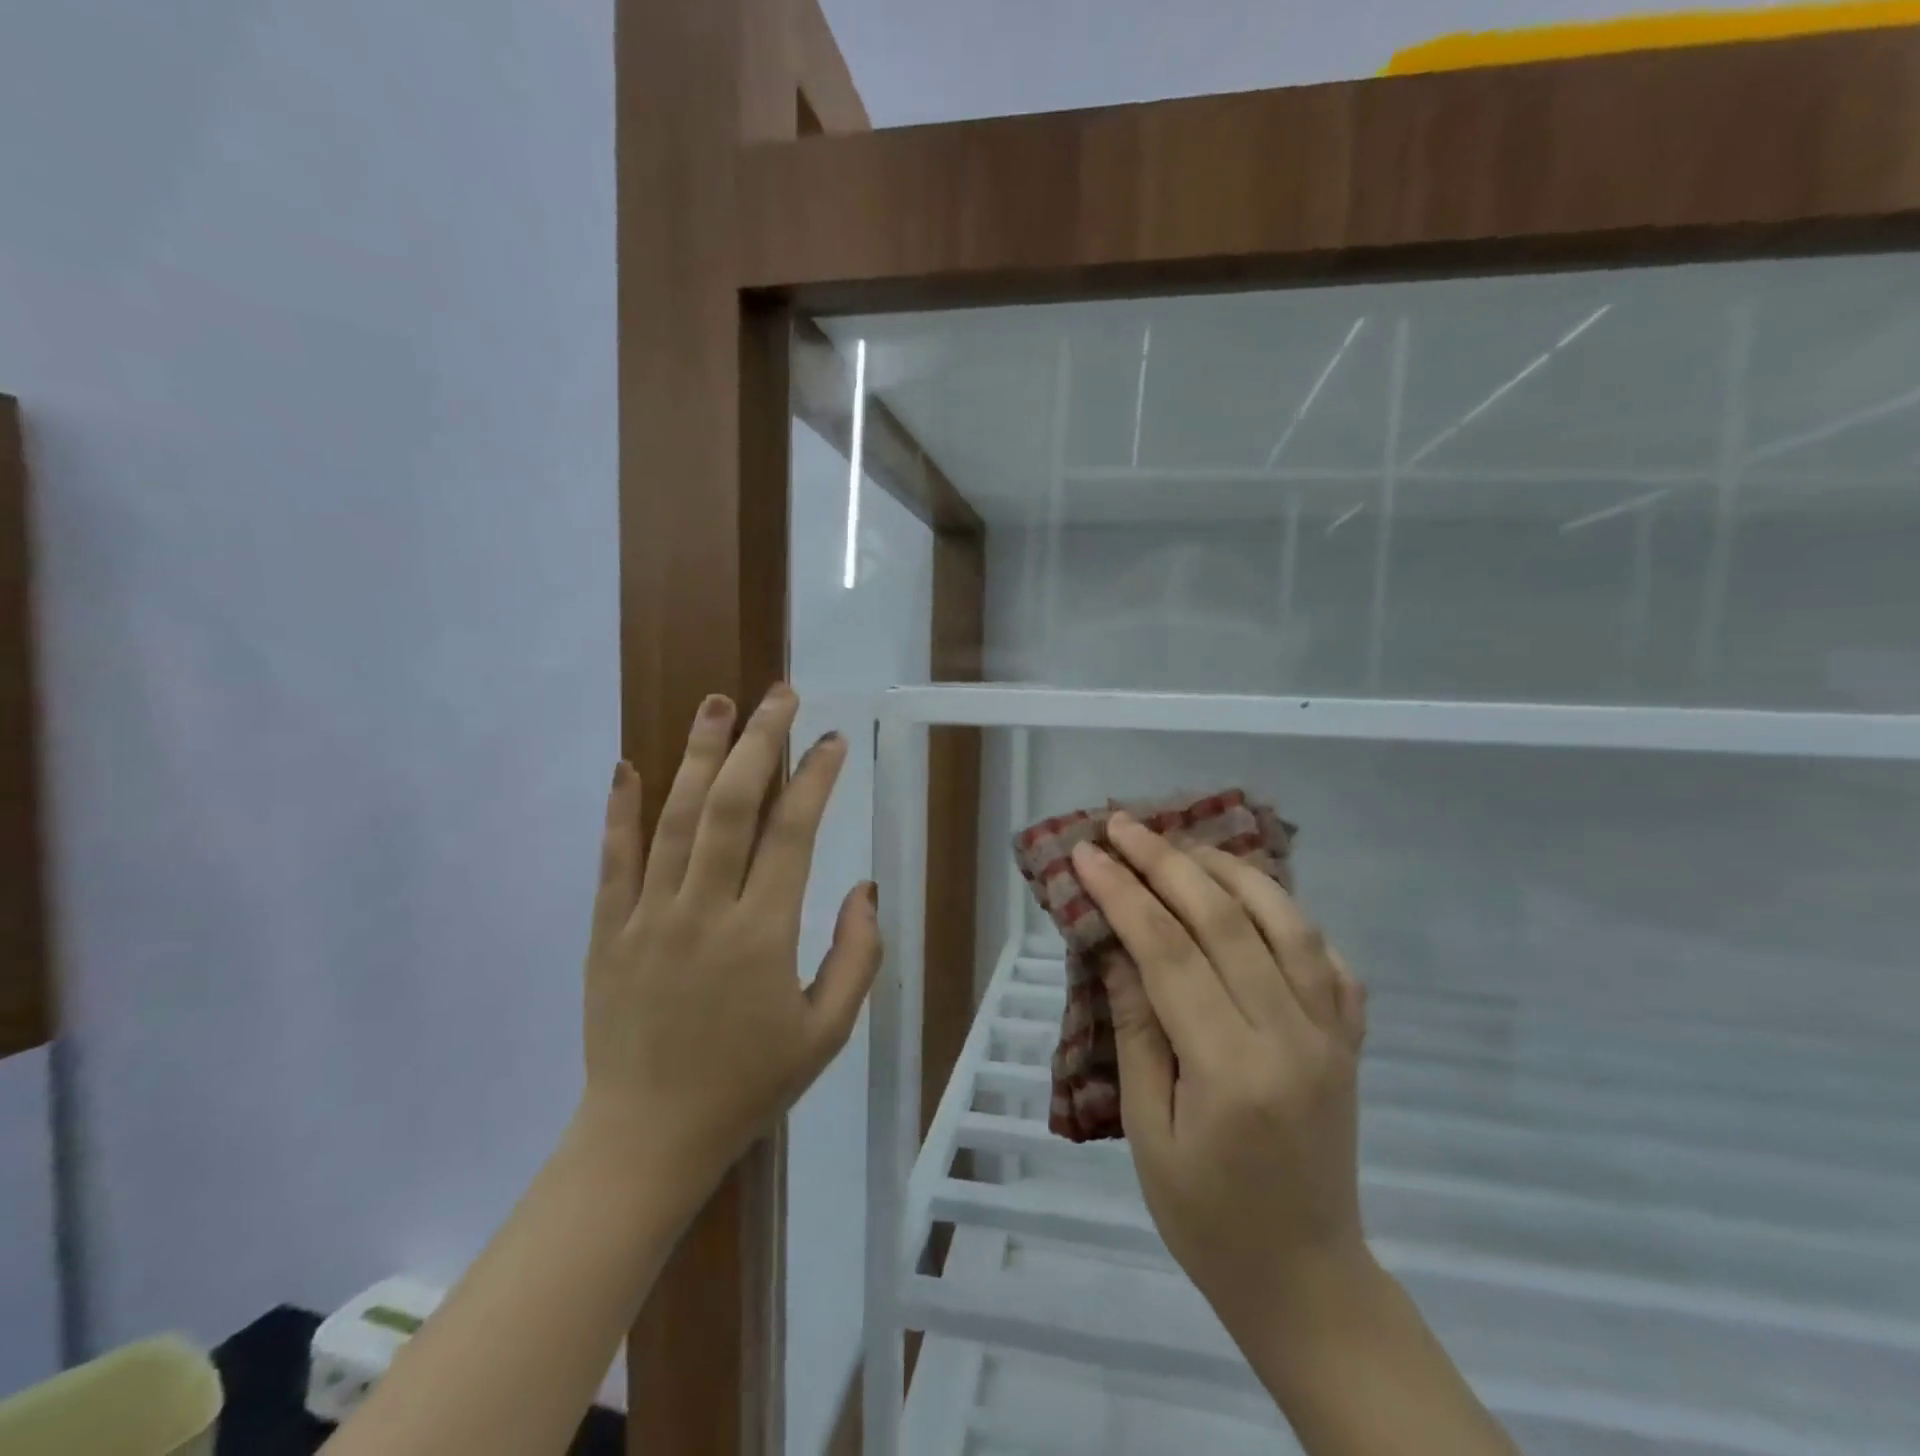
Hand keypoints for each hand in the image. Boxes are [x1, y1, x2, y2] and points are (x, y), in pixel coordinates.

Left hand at [575, 683, 880, 1188]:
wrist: (648, 1138)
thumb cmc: (748, 1084)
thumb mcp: (827, 1032)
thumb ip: (858, 957)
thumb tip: (864, 889)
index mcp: (763, 934)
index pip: (792, 832)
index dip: (815, 778)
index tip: (832, 741)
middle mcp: (704, 910)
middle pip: (731, 805)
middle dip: (759, 741)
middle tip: (779, 695)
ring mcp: (648, 916)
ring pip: (675, 818)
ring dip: (697, 754)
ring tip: (716, 702)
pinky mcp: (608, 930)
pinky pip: (614, 859)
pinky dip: (621, 809)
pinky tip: (629, 765)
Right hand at [1070, 814, 1371, 1339]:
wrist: (1307, 1279)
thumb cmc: (1207, 1219)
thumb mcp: (1148, 1131)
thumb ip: (1136, 1031)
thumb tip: (1116, 949)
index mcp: (1231, 1069)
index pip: (1169, 953)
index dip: (1123, 894)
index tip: (1086, 853)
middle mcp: (1290, 1037)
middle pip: (1225, 920)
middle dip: (1166, 862)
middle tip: (1122, 825)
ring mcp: (1331, 1034)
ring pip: (1285, 922)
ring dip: (1229, 871)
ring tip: (1182, 845)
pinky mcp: (1349, 1040)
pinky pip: (1327, 957)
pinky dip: (1288, 915)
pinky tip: (1252, 898)